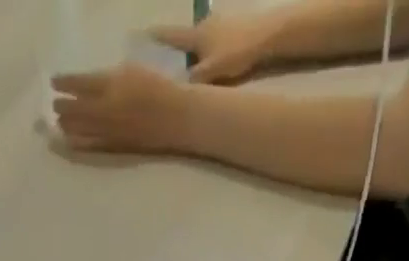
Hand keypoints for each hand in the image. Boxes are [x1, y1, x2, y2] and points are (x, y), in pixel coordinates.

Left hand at [52, 65, 192, 154]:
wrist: (176, 119)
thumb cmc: (156, 89)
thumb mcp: (130, 73)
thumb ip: (108, 80)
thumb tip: (88, 87)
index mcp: (110, 84)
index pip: (79, 83)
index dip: (63, 83)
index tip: (53, 82)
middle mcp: (106, 109)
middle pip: (75, 108)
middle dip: (62, 106)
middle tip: (54, 104)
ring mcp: (110, 130)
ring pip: (80, 128)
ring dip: (66, 124)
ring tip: (59, 122)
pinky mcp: (117, 147)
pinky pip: (92, 145)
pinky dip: (78, 142)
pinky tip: (69, 140)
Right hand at [150, 13, 282, 84]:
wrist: (266, 34)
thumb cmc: (237, 52)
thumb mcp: (213, 72)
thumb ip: (195, 81)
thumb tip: (179, 89)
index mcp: (196, 35)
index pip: (171, 36)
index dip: (157, 38)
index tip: (142, 35)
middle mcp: (203, 25)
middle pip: (187, 40)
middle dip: (180, 51)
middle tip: (174, 67)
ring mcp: (218, 24)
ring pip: (202, 41)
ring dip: (197, 53)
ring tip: (197, 70)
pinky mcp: (232, 27)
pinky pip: (215, 42)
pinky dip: (211, 52)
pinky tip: (217, 63)